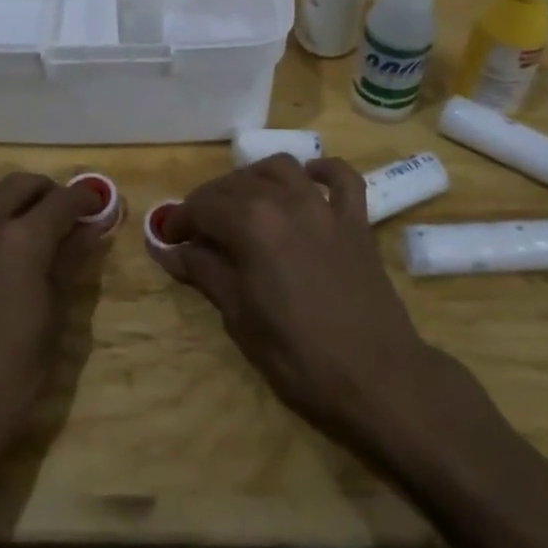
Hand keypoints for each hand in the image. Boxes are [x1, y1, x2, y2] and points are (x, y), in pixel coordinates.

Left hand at [0, 172, 105, 481]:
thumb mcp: (52, 322)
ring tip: (8, 216)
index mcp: (23, 241)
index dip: (84, 199)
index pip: (63, 201)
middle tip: (57, 210)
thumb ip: (68, 266)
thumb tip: (90, 231)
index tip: (95, 204)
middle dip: (44, 191)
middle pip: (18, 185)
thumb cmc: (8, 378)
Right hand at [149, 155, 469, 452]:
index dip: (180, 221)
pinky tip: (308, 181)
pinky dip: (322, 171)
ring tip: (243, 204)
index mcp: (252, 224)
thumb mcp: (240, 318)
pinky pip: (342, 177)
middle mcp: (287, 201)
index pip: (203, 207)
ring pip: (282, 168)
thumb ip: (205, 272)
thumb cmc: (299, 357)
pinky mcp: (357, 220)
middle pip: (237, 184)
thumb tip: (168, 249)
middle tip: (198, 231)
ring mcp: (326, 207)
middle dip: (210, 202)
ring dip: (255, 179)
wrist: (379, 379)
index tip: (168, 240)